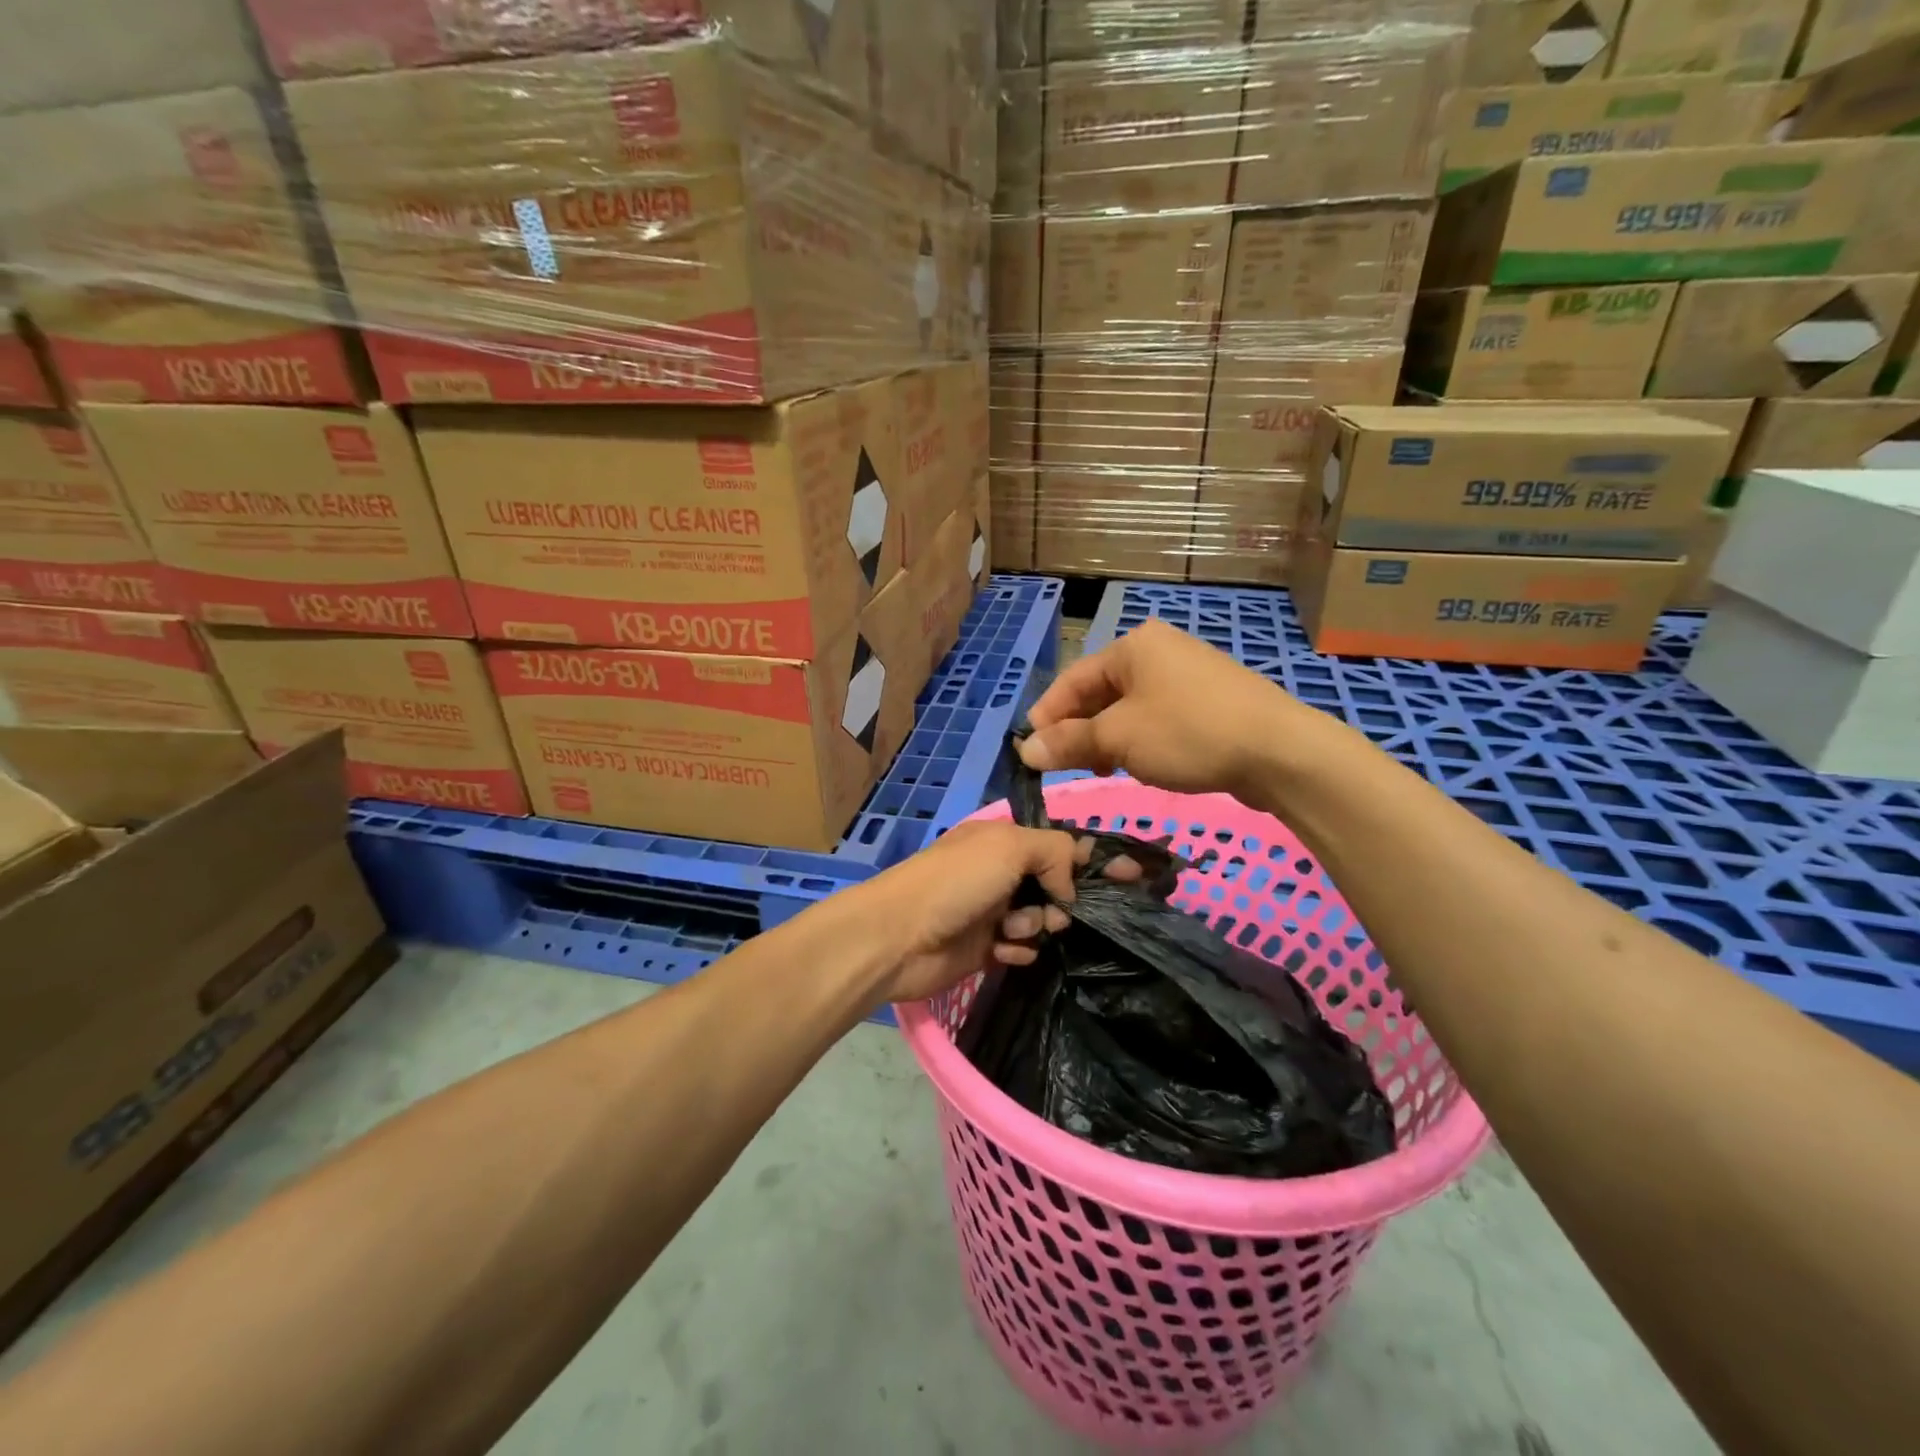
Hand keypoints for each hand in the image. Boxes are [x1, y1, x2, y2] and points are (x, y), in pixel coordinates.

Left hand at [857, 821, 1082, 1004]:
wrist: (898, 937)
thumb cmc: (955, 883)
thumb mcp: (1009, 847)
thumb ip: (1055, 852)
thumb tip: (1069, 886)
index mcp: (1004, 839)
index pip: (1060, 843)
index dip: (1094, 858)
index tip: (1133, 875)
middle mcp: (1001, 872)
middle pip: (1056, 884)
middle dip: (1065, 899)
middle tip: (1060, 912)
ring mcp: (993, 910)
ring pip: (1043, 919)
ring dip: (1036, 925)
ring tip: (1012, 929)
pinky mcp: (986, 947)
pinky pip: (1023, 948)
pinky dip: (1018, 949)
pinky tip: (1001, 950)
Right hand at [1019, 620, 1307, 797]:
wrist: (1279, 751)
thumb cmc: (1188, 734)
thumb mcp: (1118, 740)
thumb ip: (1069, 743)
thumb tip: (1025, 750)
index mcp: (1132, 646)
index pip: (1072, 680)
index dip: (1047, 717)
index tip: (1030, 753)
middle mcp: (1158, 651)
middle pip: (1099, 692)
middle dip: (1079, 730)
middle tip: (1065, 767)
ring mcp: (1187, 673)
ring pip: (1128, 707)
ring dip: (1107, 738)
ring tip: (1100, 770)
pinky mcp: (1208, 700)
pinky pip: (1157, 716)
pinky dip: (1138, 739)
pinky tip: (1139, 764)